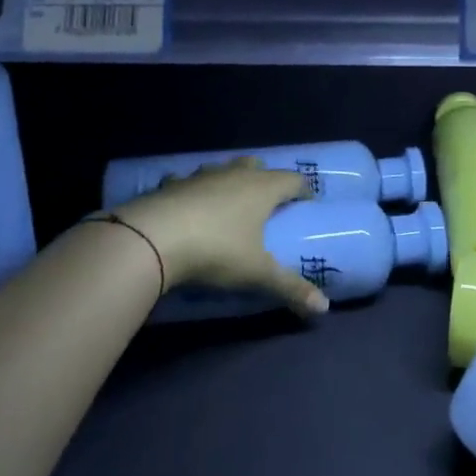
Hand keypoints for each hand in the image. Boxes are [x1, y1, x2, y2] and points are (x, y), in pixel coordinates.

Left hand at [112, 157, 327, 316]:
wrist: (152, 238)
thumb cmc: (216, 250)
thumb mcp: (257, 273)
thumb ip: (290, 288)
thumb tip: (324, 308)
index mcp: (262, 189)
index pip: (292, 179)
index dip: (303, 189)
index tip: (307, 201)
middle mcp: (234, 174)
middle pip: (257, 166)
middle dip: (265, 178)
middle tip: (268, 200)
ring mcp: (201, 176)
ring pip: (223, 169)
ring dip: (229, 180)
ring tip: (229, 201)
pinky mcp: (171, 184)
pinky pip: (189, 181)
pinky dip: (194, 190)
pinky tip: (188, 206)